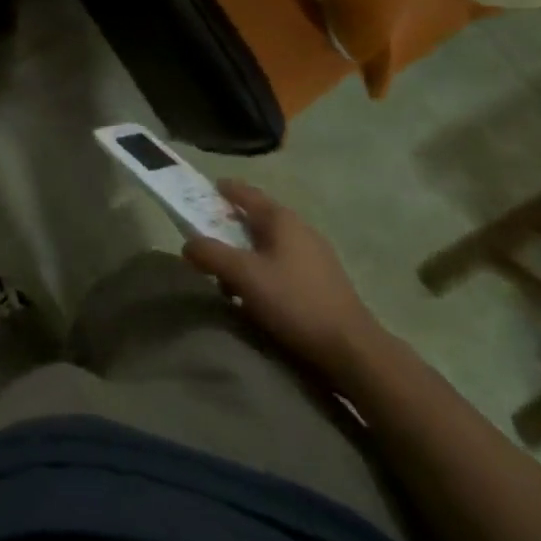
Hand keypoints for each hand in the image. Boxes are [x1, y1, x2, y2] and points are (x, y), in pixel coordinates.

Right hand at [183, 180, 384, 380]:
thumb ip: (211, 254)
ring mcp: (316, 256)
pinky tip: (257, 294)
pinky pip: (284, 264)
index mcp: (282, 220)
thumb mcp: (244, 276)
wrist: (352, 349)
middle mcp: (301, 230)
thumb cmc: (295, 302)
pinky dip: (264, 270)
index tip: (206, 190)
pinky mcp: (323, 282)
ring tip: (228, 276)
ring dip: (247, 254)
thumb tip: (188, 245)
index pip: (247, 193)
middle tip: (208, 237)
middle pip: (259, 219)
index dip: (225, 190)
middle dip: (232, 226)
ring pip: (271, 244)